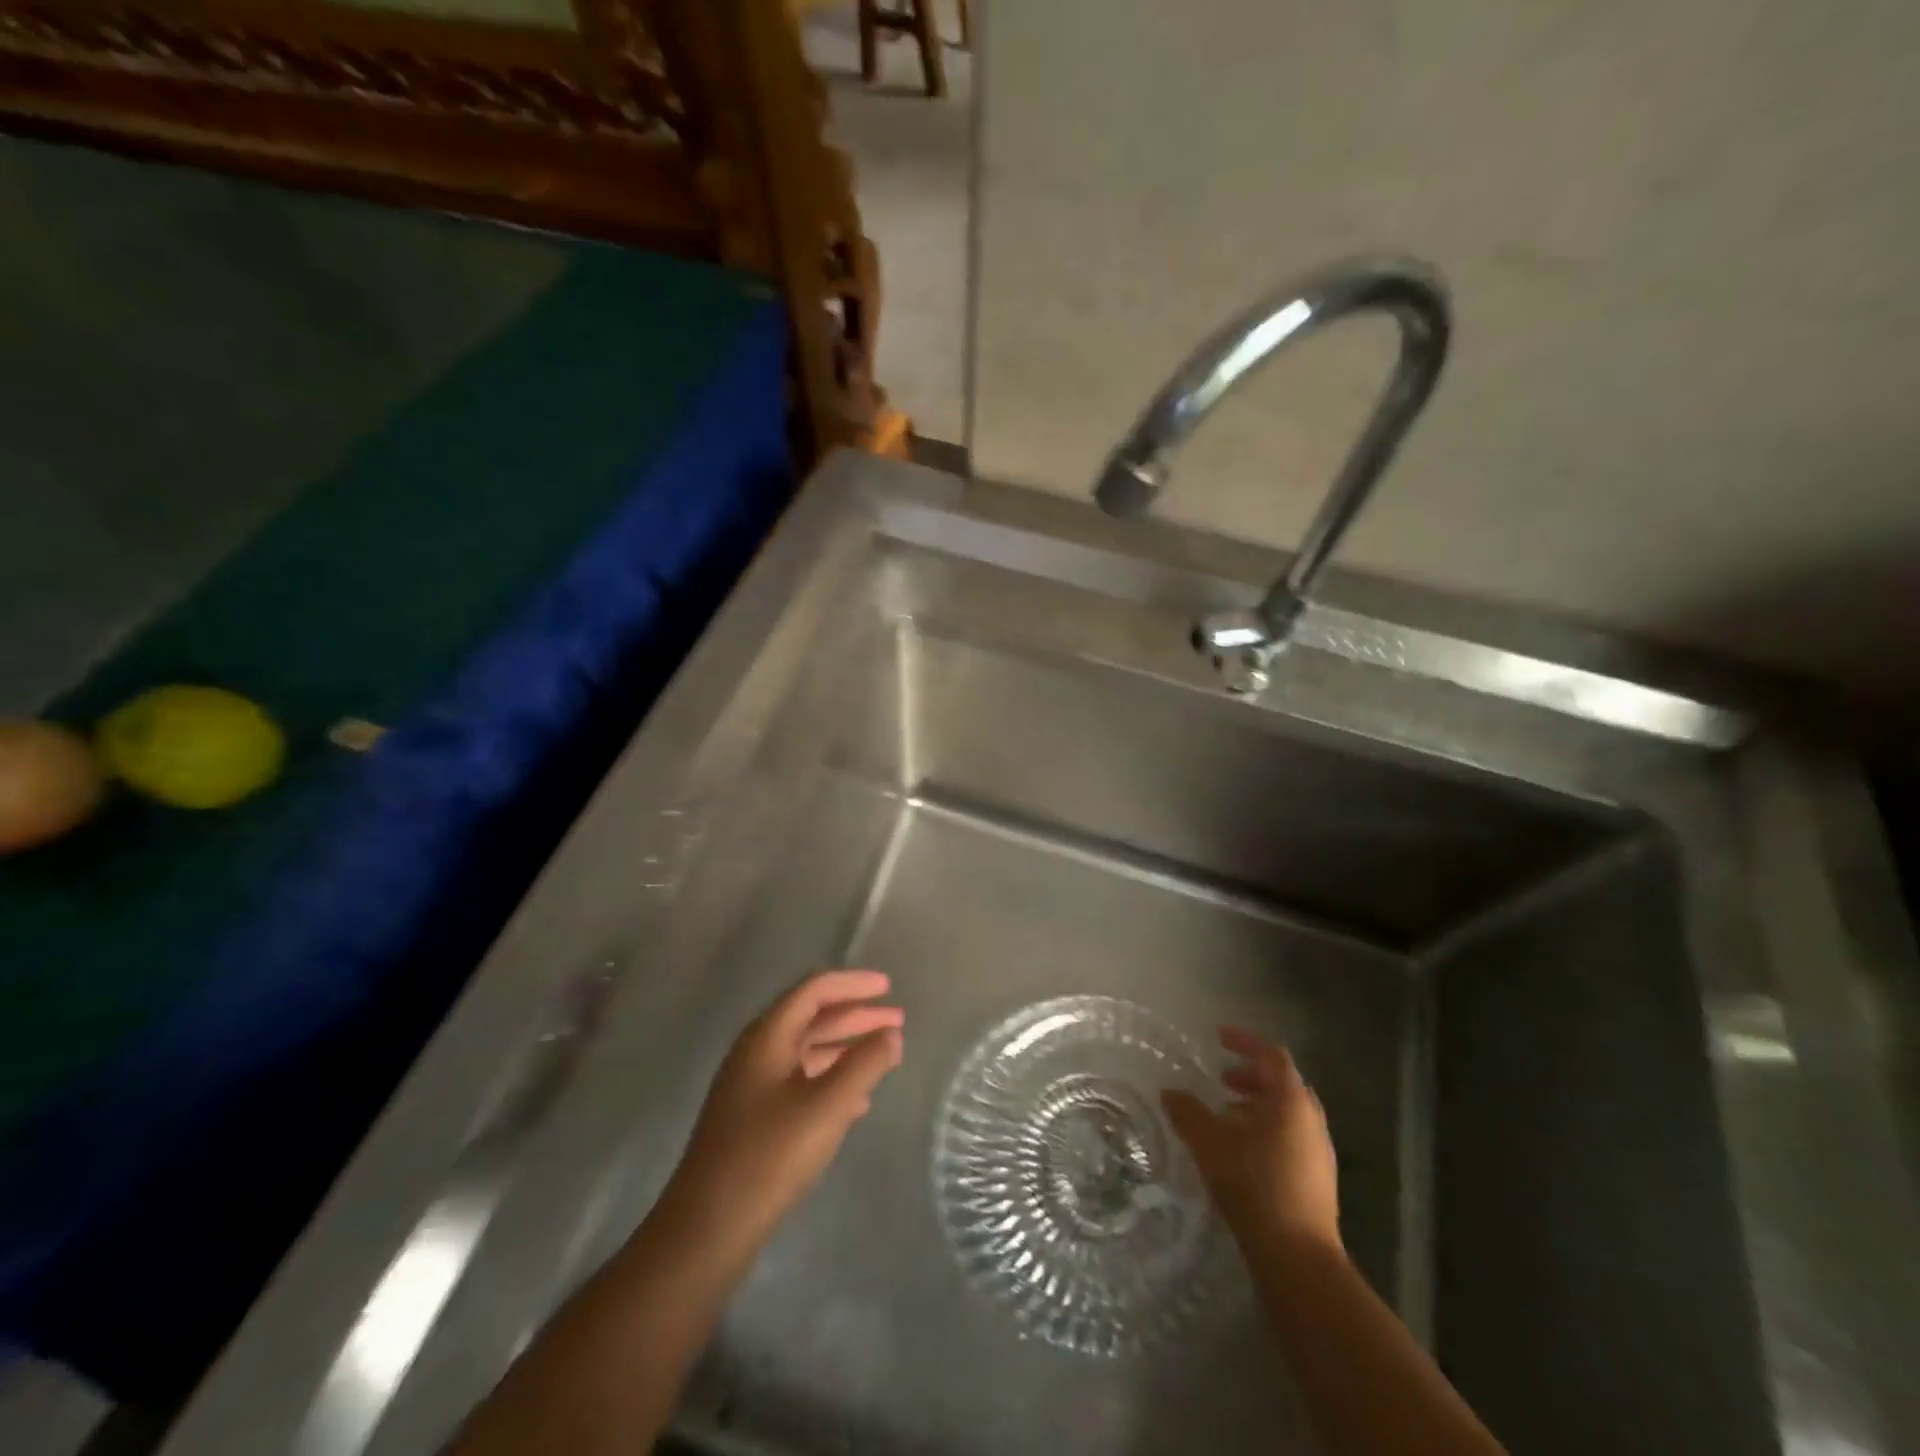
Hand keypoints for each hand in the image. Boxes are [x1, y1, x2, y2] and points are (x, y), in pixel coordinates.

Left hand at [661, 970, 903, 1253]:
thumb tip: (892, 1034)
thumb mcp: (827, 1107)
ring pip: (807, 1052)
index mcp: (767, 1038)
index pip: (814, 991)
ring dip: (846, 1048)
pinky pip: (800, 1082)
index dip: (853, 984)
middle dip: (856, 1016)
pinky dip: (832, 1079)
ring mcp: (752, 1088)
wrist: (707, 1230)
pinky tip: (858, 1100)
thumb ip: (865, 1065)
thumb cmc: (769, 1157)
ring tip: (885, 1055)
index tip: (889, 987)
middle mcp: (756, 1053)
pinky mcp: (754, 1120)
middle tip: (897, 1020)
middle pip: (812, 1019)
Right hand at [1162, 1026, 1340, 1257]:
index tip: (1218, 1036)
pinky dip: (1266, 1129)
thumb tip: (1169, 1092)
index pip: (1272, 1055)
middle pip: (1283, 1083)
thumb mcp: (1210, 1144)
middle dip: (1251, 1075)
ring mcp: (1319, 1152)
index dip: (1245, 1041)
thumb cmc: (1255, 1186)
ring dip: (1257, 1105)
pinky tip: (1241, 1152)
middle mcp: (1311, 1120)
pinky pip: (1291, 1137)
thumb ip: (1187, 1113)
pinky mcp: (1318, 1180)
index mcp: (1291, 1101)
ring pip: (1287, 1113)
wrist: (1299, 1259)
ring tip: (1226, 1116)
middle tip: (1222, 1079)